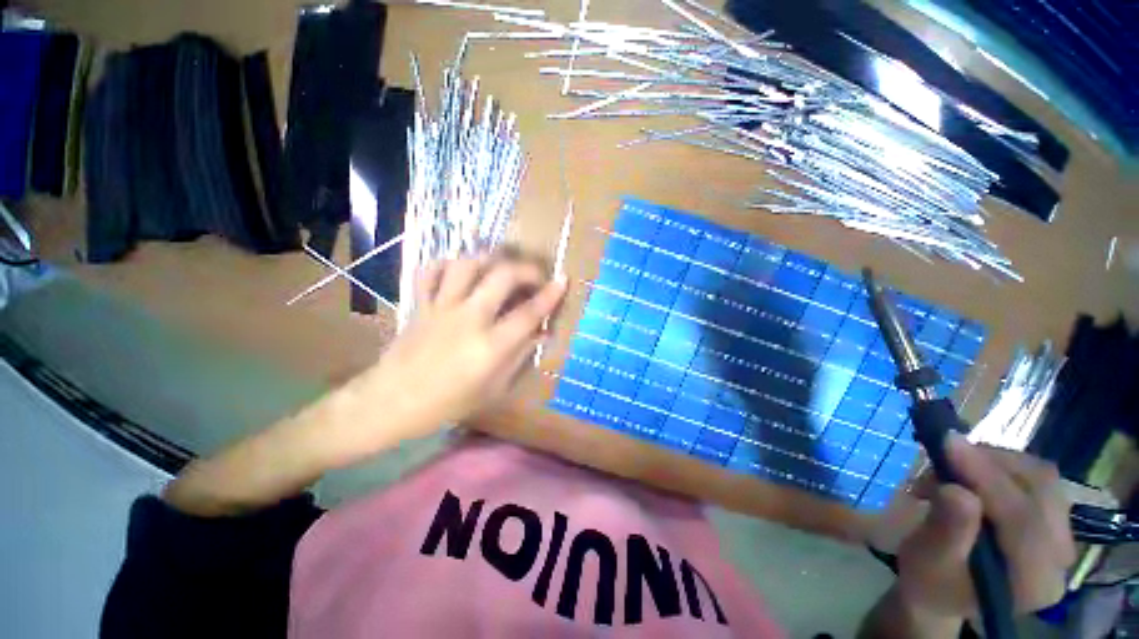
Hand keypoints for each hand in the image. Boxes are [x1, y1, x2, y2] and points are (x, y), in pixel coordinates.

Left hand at [359, 254, 566, 437]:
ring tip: (500, 267)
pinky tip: (460, 270)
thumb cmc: (448, 403)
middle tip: (535, 276)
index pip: (528, 313)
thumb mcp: (493, 389)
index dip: (550, 295)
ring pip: (467, 265)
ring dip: (489, 260)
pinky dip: (447, 264)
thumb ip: (519, 356)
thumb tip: (541, 333)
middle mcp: (468, 319)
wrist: (392, 402)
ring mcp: (441, 307)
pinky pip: (431, 271)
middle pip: (501, 277)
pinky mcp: (421, 303)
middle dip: (525, 269)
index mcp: (489, 346)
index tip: (562, 280)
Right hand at [895, 433, 1074, 620]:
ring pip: (1041, 477)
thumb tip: (956, 490)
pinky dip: (1000, 465)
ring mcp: (1061, 538)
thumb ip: (947, 530)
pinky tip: (971, 471)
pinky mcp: (1053, 521)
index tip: (947, 443)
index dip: (987, 477)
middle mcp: (1059, 559)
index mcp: (1033, 583)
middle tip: (944, 452)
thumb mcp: (927, 560)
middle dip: (992, 464)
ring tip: (952, 466)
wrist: (941, 590)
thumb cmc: (928, 580)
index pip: (1023, 520)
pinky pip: (1037, 479)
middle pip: (1041, 491)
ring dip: (994, 462)